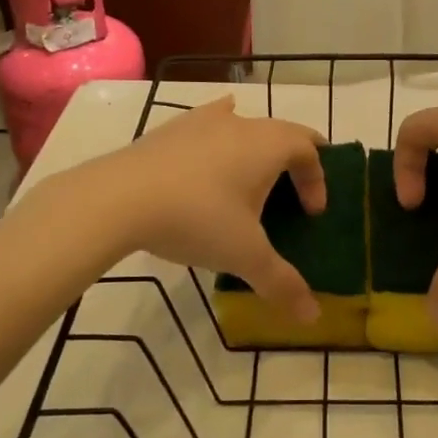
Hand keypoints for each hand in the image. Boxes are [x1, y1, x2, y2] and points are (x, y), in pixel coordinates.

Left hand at [85, 97, 327, 320]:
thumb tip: (312, 317)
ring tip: (251, 177)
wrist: (119, 198)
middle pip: (282, 133)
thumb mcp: (244, 255)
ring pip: (244, 125)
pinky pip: (207, 123)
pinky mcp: (171, 128)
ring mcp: (203, 120)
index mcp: (269, 146)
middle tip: (291, 195)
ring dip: (257, 148)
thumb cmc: (197, 219)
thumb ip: (281, 283)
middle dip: (294, 162)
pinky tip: (210, 145)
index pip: (309, 151)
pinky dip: (220, 133)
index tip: (311, 213)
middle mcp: (242, 124)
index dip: (318, 180)